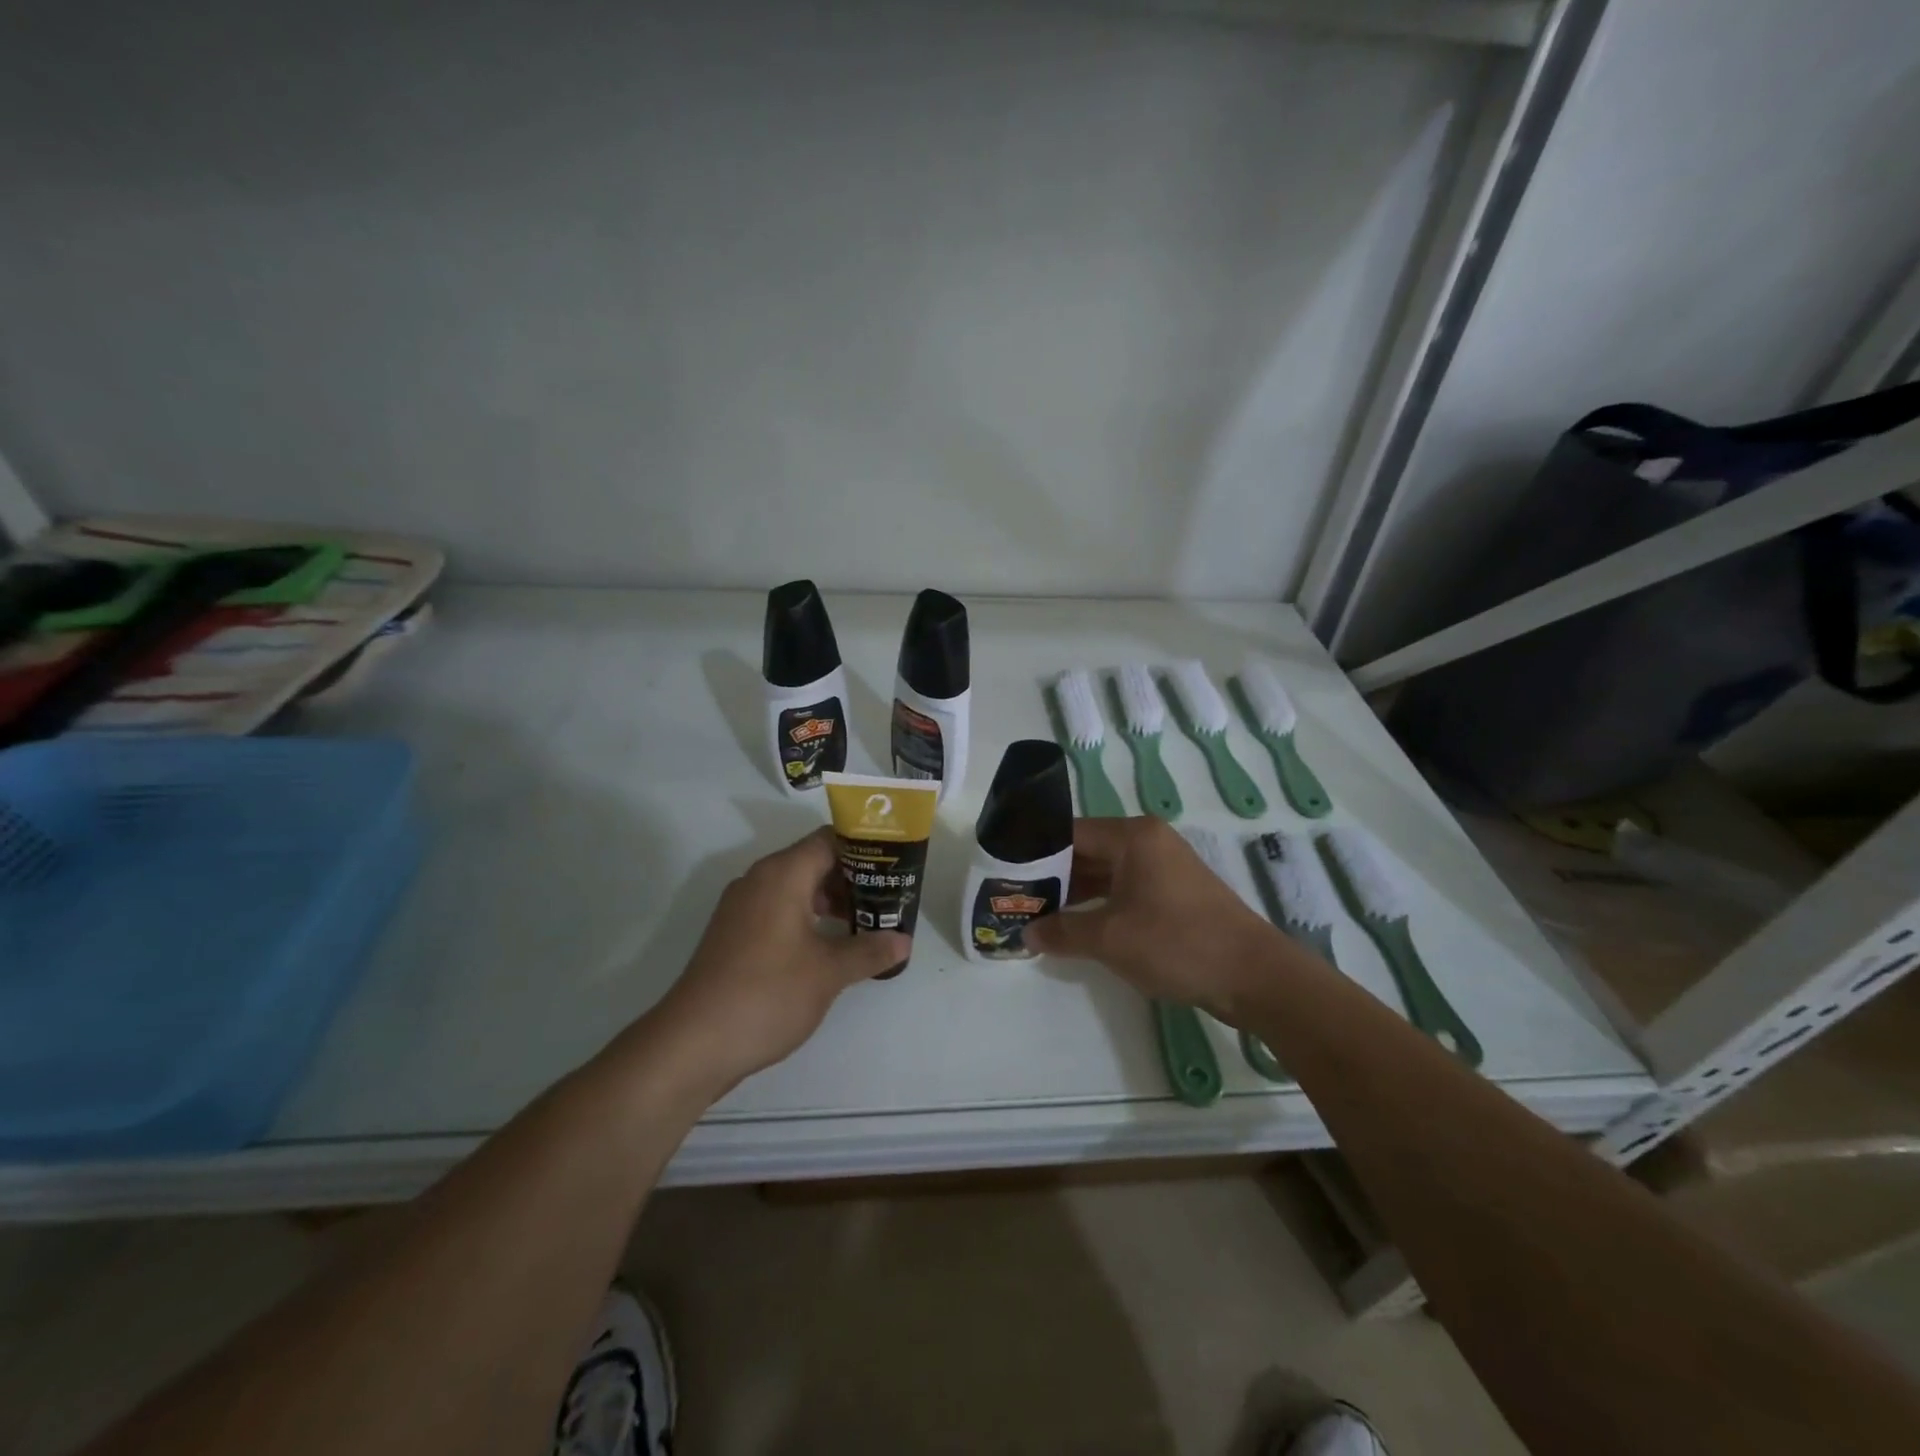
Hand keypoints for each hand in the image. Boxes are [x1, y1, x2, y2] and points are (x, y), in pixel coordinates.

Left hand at [647, 828, 909, 1094]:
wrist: (693, 1043)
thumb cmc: (768, 994)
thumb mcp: (829, 972)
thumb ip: (869, 950)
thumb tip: (903, 941)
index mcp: (782, 874)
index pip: (830, 840)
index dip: (865, 848)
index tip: (895, 865)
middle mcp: (759, 880)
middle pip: (814, 861)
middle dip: (853, 878)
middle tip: (889, 898)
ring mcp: (742, 907)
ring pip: (796, 888)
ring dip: (831, 900)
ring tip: (866, 923)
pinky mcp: (734, 934)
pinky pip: (779, 910)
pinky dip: (808, 918)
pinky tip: (830, 946)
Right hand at [1024, 816, 1285, 1021]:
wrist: (1254, 976)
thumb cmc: (1177, 943)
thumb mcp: (1110, 938)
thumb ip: (1062, 931)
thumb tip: (1027, 933)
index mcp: (1133, 837)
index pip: (1070, 832)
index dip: (1035, 852)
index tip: (1006, 873)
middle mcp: (1147, 842)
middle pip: (1087, 850)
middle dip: (1053, 876)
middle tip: (1015, 897)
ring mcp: (1163, 868)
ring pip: (1105, 873)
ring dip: (1074, 893)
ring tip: (1037, 914)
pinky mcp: (1173, 894)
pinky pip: (1124, 890)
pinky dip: (1099, 905)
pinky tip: (1074, 926)